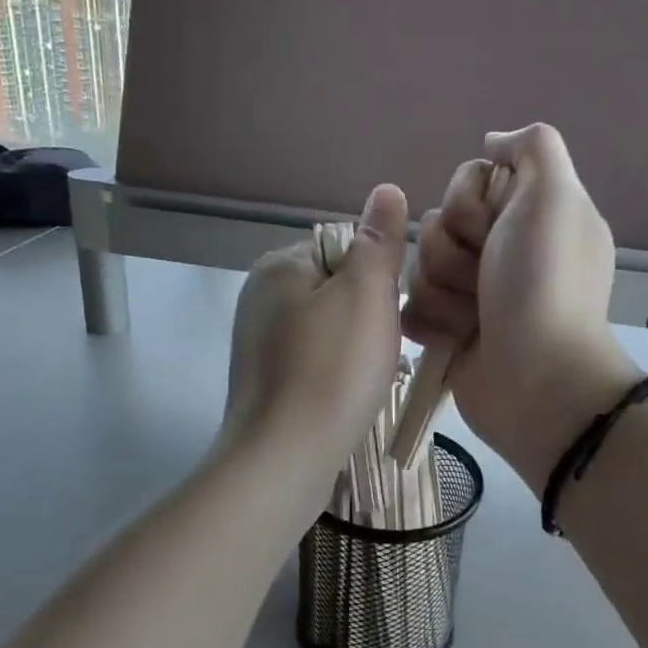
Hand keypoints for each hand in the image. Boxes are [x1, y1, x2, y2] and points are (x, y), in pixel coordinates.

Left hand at [224, 184, 409, 467]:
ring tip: (368, 377)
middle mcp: (260, 296)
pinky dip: (335, 373)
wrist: (284, 457)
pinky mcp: (264, 380)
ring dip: (356, 347)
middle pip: (337, 288)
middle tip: (382, 350)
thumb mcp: (366, 293)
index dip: (377, 278)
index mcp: (280, 265)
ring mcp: (258, 341)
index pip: (344, 248)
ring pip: (329, 328)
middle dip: (367, 315)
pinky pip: (315, 360)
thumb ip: (377, 241)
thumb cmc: (332, 368)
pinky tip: (347, 396)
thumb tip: (386, 189)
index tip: (389, 312)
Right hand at [402, 124, 637, 482]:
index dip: (470, 199)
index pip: (470, 179)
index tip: (493, 226)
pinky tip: (455, 338)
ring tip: (473, 316)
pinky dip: (430, 321)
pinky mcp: (449, 330)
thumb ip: (533, 148)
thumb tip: (494, 141)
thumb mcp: (555, 197)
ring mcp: (474, 293)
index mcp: (529, 216)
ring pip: (419, 264)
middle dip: (453, 249)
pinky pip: (411, 306)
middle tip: (484, 277)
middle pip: (438, 220)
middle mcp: (501, 250)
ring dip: (442, 289)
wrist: (535, 379)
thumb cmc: (544, 284)